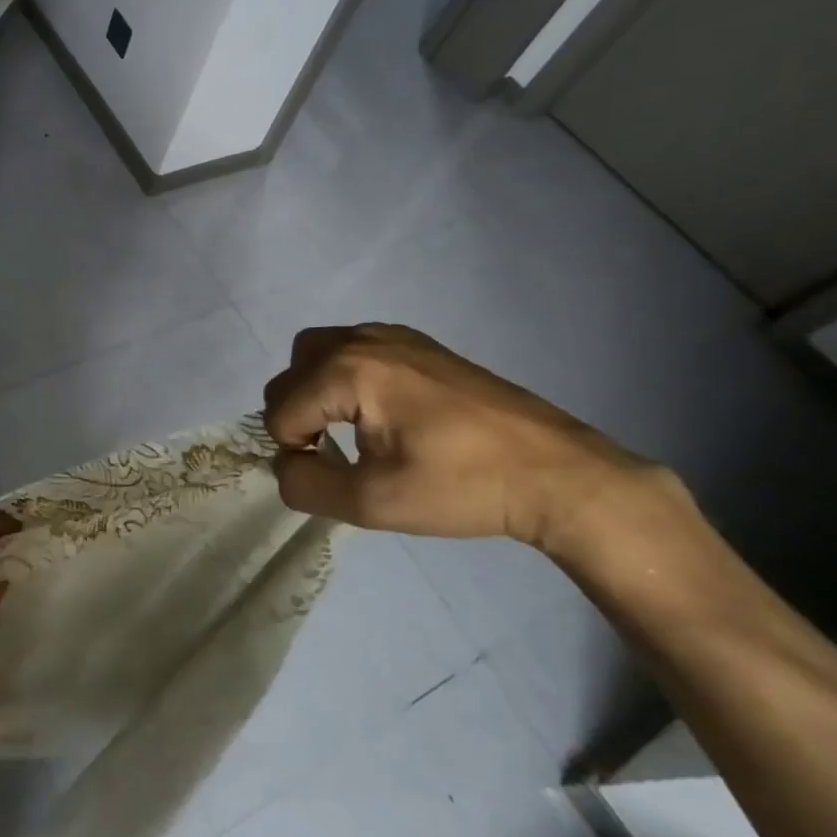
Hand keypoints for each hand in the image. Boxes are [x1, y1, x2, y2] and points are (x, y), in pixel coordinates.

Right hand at [263, 323, 681, 549]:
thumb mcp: (372, 503)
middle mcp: (361, 339)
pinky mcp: (417, 343)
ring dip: (316, 393)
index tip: (337, 476)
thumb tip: (285, 467)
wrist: (555, 472)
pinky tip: (380, 414)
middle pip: (290, 375)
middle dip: (298, 417)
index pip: (281, 412)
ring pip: (317, 355)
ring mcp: (392, 334)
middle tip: (333, 456)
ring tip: (348, 432)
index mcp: (347, 370)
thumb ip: (306, 485)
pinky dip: (344, 378)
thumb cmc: (461, 486)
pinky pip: (353, 350)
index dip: (295, 452)